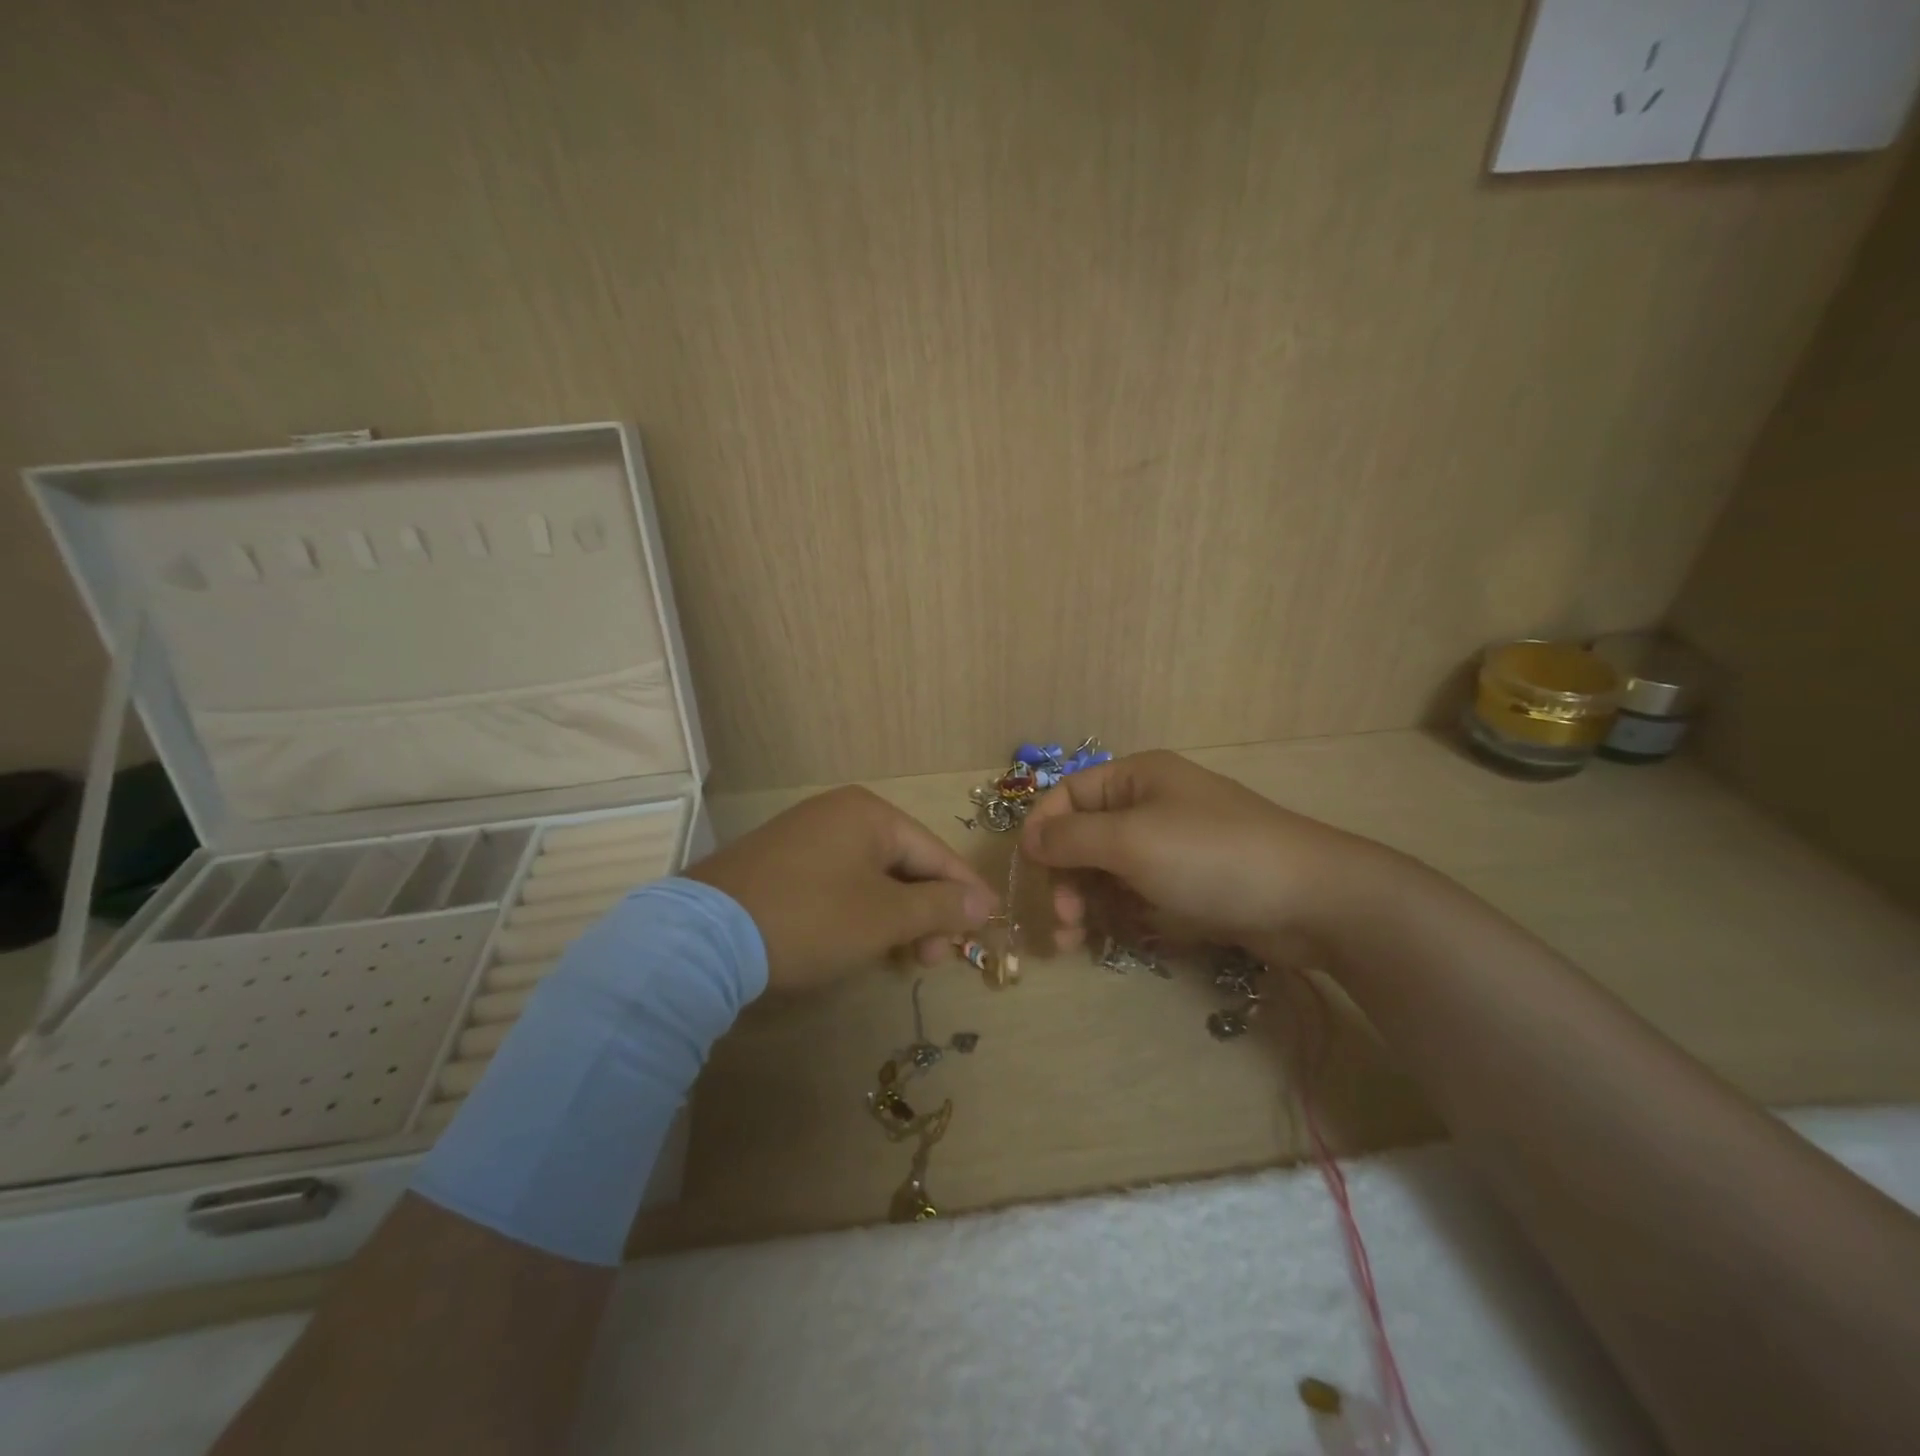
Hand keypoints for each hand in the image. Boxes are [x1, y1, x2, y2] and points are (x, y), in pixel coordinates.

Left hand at [684, 786, 997, 990]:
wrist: (703, 937)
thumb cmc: (811, 918)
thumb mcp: (884, 917)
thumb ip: (938, 906)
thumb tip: (982, 903)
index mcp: (870, 813)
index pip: (935, 851)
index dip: (964, 891)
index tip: (989, 923)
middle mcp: (839, 813)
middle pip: (904, 862)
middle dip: (926, 911)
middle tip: (934, 958)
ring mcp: (806, 835)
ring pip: (872, 876)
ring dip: (896, 916)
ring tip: (903, 958)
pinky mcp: (781, 862)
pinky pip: (840, 882)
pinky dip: (861, 911)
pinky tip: (863, 941)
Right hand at [1018, 750, 1411, 958]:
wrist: (1311, 899)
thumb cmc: (1211, 856)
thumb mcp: (1130, 841)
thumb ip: (1071, 838)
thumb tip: (1029, 838)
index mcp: (1137, 778)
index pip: (1069, 794)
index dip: (1042, 829)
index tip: (1028, 872)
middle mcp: (1151, 805)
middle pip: (1086, 837)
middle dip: (1066, 878)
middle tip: (1065, 921)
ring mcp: (1173, 847)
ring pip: (1110, 872)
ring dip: (1089, 903)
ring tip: (1080, 942)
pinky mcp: (1191, 884)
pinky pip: (1140, 894)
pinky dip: (1123, 915)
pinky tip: (1122, 938)